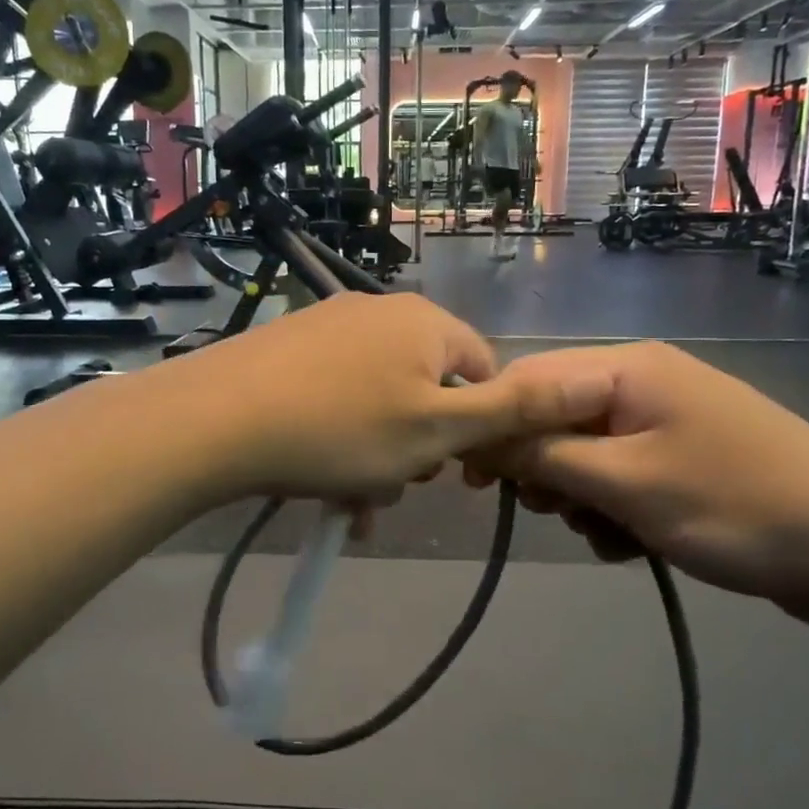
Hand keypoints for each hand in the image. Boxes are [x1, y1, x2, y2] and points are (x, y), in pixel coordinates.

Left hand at [180, 294, 615, 509]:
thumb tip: (591, 381)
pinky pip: (334, 395)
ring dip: (374, 454)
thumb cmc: (341, 430)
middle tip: (387, 486)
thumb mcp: (438, 430)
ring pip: (376, 401)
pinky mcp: (287, 346)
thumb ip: (515, 410)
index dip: (473, 428)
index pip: (482, 372)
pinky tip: (316, 479)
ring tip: (346, 497)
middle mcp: (380, 311)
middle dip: (416, 445)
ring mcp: (328, 325)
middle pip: (425, 389)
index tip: (445, 470)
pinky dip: (336, 438)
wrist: (217, 420)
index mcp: (425, 323)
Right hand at [465, 343, 808, 629]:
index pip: (528, 380)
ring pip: (587, 454)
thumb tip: (476, 440)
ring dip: (580, 498)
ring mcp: (668, 421)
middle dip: (542, 470)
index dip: (492, 427)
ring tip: (605, 535)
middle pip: (556, 418)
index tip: (472, 481)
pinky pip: (623, 476)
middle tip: (550, 512)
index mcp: (627, 368)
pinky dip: (615, 510)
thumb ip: (542, 457)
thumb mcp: (623, 483)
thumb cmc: (734, 504)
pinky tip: (632, 545)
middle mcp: (643, 381)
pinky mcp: (687, 458)